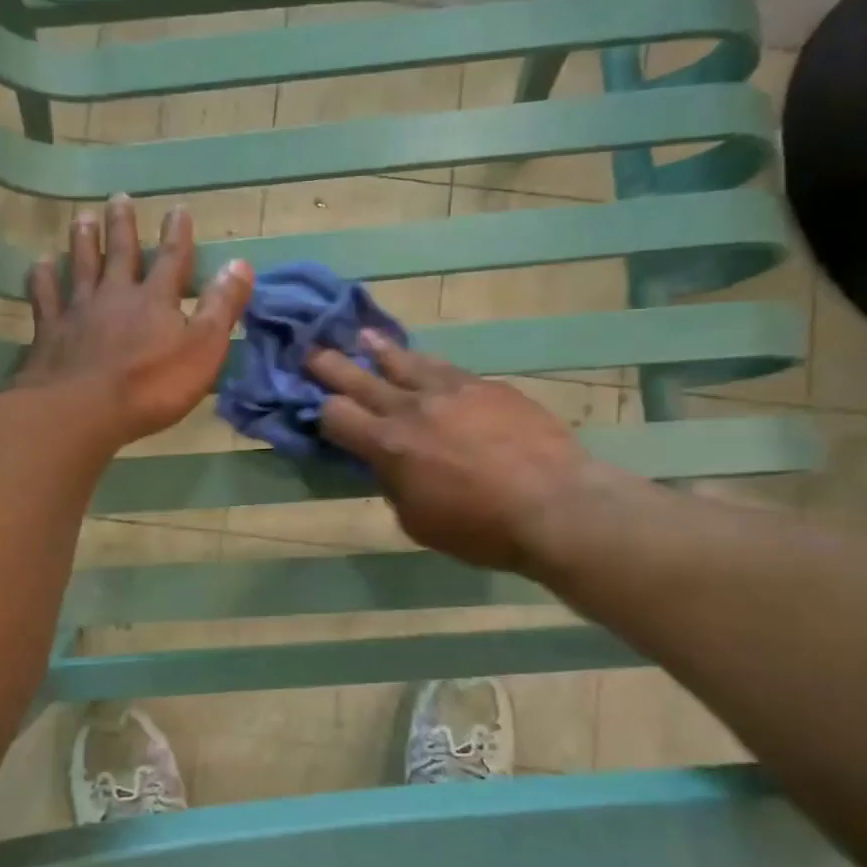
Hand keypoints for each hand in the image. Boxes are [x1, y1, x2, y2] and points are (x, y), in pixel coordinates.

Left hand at [16, 194, 251, 446]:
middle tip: (118, 198)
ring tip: (83, 218)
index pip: (172, 259)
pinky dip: (43, 278)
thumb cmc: (152, 385)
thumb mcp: (203, 349)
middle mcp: (115, 294)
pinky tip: (40, 265)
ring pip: (80, 266)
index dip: (178, 234)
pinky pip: (45, 296)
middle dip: (123, 226)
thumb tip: (240, 263)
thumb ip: (221, 307)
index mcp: (156, 299)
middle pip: (120, 253)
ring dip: (83, 241)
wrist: (83, 410)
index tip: (178, 209)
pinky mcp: (49, 332)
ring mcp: (78, 311)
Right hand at [307, 335, 598, 572]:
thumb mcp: (419, 522)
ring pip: (404, 361)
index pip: (336, 416)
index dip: (320, 411)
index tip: (312, 405)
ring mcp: (451, 390)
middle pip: (360, 379)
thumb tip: (390, 466)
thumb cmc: (481, 528)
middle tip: (311, 350)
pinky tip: (422, 361)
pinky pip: (445, 367)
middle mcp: (412, 408)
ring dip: (379, 350)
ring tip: (363, 337)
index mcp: (389, 446)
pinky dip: (425, 364)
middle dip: (331, 365)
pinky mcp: (486, 385)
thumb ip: (396, 486)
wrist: (555, 504)